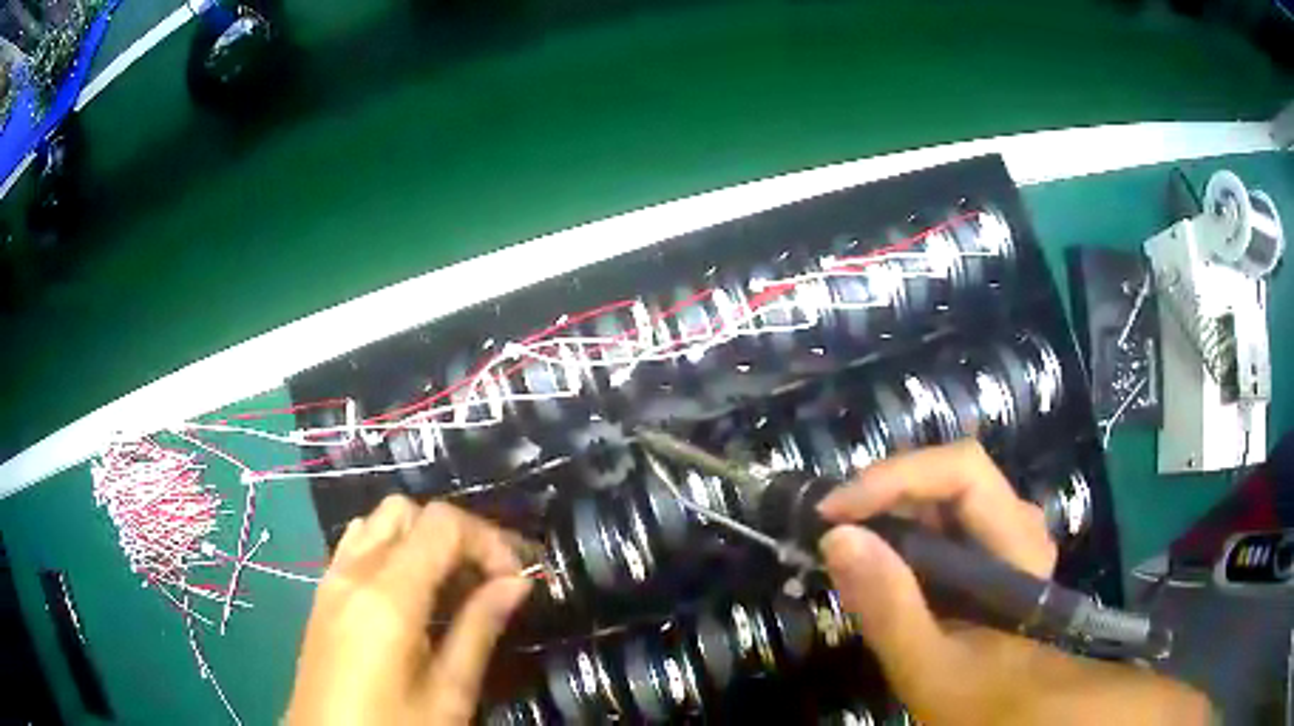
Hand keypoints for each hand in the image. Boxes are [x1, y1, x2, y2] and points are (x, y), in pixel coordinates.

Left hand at [286, 497, 531, 724]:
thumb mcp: (449, 693)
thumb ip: (480, 629)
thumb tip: (517, 584)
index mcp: (386, 596)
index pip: (442, 524)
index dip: (488, 540)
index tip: (515, 580)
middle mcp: (353, 572)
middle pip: (409, 512)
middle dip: (457, 535)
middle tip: (489, 581)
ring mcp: (331, 579)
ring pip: (379, 521)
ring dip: (423, 539)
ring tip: (453, 585)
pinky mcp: (323, 594)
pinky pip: (358, 544)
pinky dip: (392, 548)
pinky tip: (412, 593)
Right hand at [816, 440, 1210, 725]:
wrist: (1010, 708)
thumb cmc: (977, 695)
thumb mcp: (926, 666)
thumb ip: (888, 608)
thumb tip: (836, 537)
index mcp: (1018, 545)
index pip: (963, 471)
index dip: (896, 476)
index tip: (833, 511)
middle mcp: (1017, 521)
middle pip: (950, 473)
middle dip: (884, 493)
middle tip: (830, 530)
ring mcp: (1004, 530)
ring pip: (941, 491)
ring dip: (888, 509)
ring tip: (845, 547)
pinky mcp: (987, 545)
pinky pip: (940, 517)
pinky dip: (899, 530)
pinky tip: (876, 562)